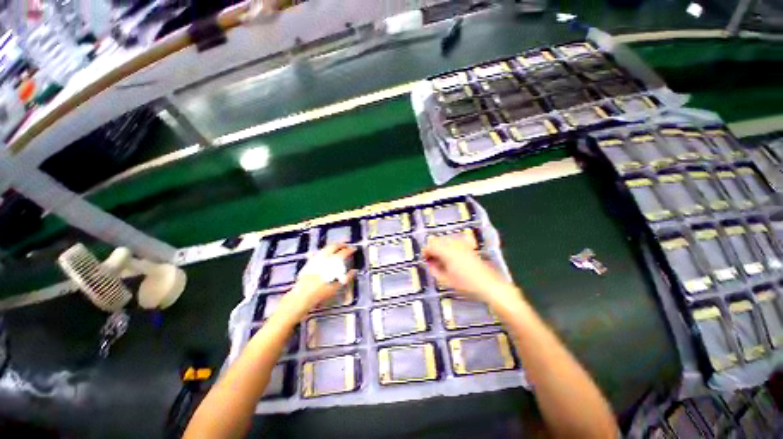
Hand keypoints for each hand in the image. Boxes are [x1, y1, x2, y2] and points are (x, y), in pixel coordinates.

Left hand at [281, 244, 356, 317]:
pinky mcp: (309, 261)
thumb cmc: (321, 292)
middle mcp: (324, 257)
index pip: (344, 252)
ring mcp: (315, 258)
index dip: (350, 249)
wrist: (302, 295)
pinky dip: (324, 251)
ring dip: (333, 246)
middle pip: (334, 246)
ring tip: (337, 249)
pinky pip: (318, 252)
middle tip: (347, 246)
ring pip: (326, 248)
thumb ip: (347, 277)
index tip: (354, 249)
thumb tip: (354, 271)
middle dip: (341, 244)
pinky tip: (325, 254)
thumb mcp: (337, 286)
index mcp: (332, 261)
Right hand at [423, 236, 514, 304]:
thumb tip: (430, 264)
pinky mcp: (468, 246)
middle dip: (432, 248)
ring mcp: (462, 244)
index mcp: (446, 252)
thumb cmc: (466, 285)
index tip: (424, 259)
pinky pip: (454, 241)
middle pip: (437, 240)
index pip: (430, 246)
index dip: (425, 252)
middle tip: (432, 260)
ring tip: (441, 258)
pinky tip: (451, 254)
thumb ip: (435, 270)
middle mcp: (453, 244)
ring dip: (440, 246)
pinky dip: (449, 245)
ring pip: (445, 239)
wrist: (489, 285)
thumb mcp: (446, 280)